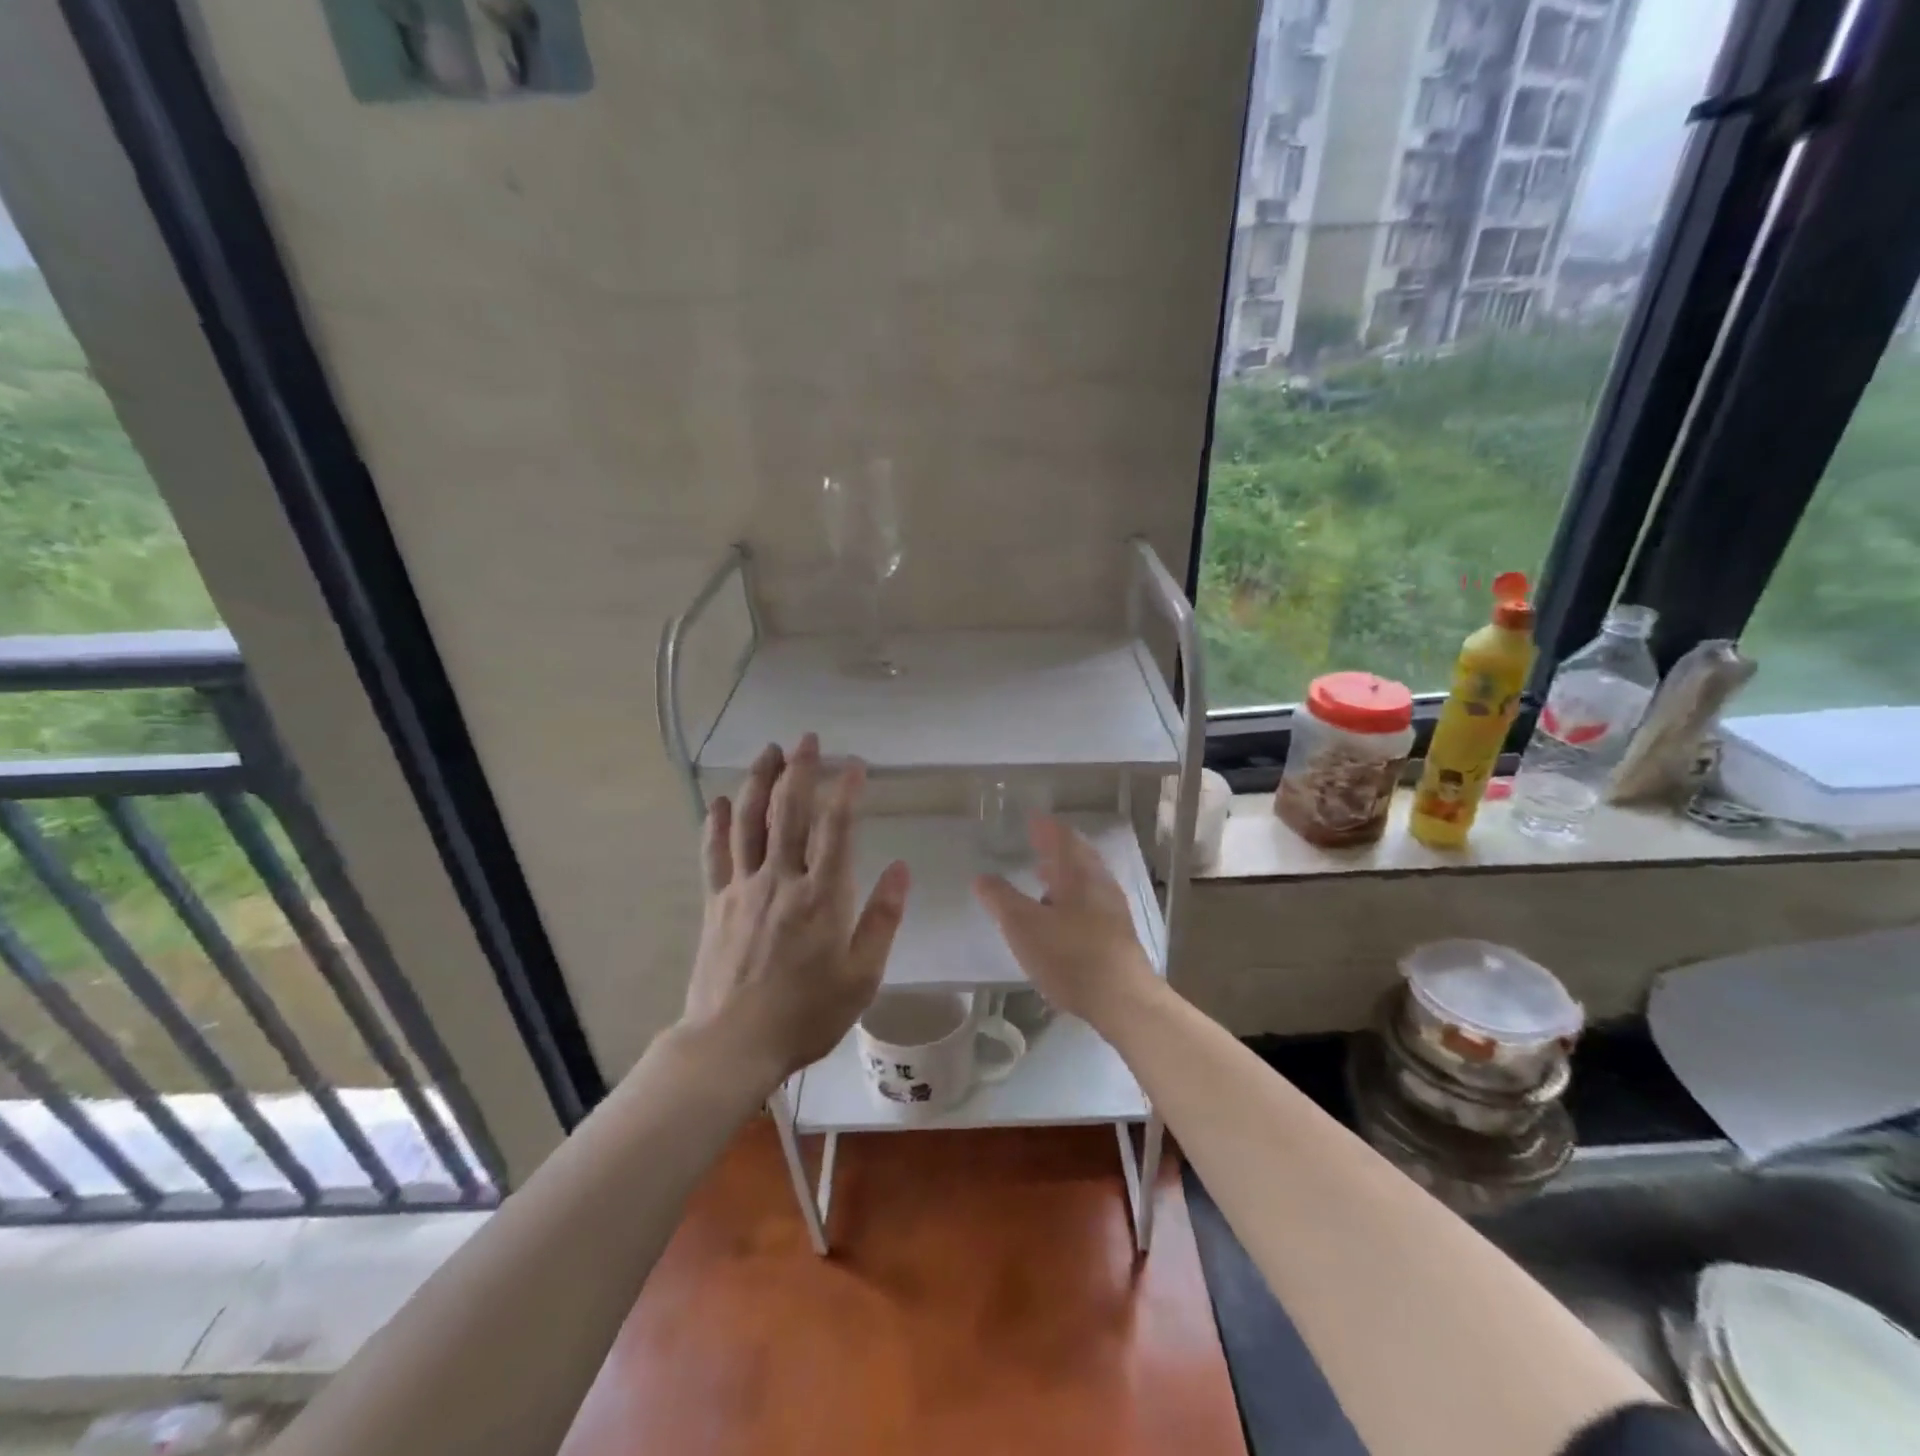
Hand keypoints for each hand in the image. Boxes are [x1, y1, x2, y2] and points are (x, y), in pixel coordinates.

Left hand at [681, 734, 909, 1089]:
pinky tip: (719, 801)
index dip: (846, 791)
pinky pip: (714, 853)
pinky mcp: (716, 902)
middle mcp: (781, 880)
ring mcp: (742, 888)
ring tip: (769, 751)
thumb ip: (882, 918)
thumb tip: (902, 868)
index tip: (855, 765)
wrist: (732, 1044)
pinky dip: (716, 823)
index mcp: (822, 896)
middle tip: (807, 739)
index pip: (836, 829)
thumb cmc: (807, 1013)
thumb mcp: (862, 975)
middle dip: (800, 770)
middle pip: (788, 812)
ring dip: (759, 781)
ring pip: (748, 822)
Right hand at [972, 815, 1156, 1027]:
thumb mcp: (1023, 926)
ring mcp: (1112, 908)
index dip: (1045, 826)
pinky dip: (1072, 895)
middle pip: (1078, 855)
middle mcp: (1099, 882)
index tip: (1031, 818)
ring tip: (1042, 875)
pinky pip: (1091, 900)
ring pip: (1085, 879)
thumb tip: (982, 877)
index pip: (1061, 836)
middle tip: (1036, 842)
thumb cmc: (1070, 956)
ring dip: (1064, 873)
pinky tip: (1059, 915)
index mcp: (1078, 872)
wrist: (1123, 999)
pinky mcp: (1117, 933)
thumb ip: (1000, 898)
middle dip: (1055, 847)